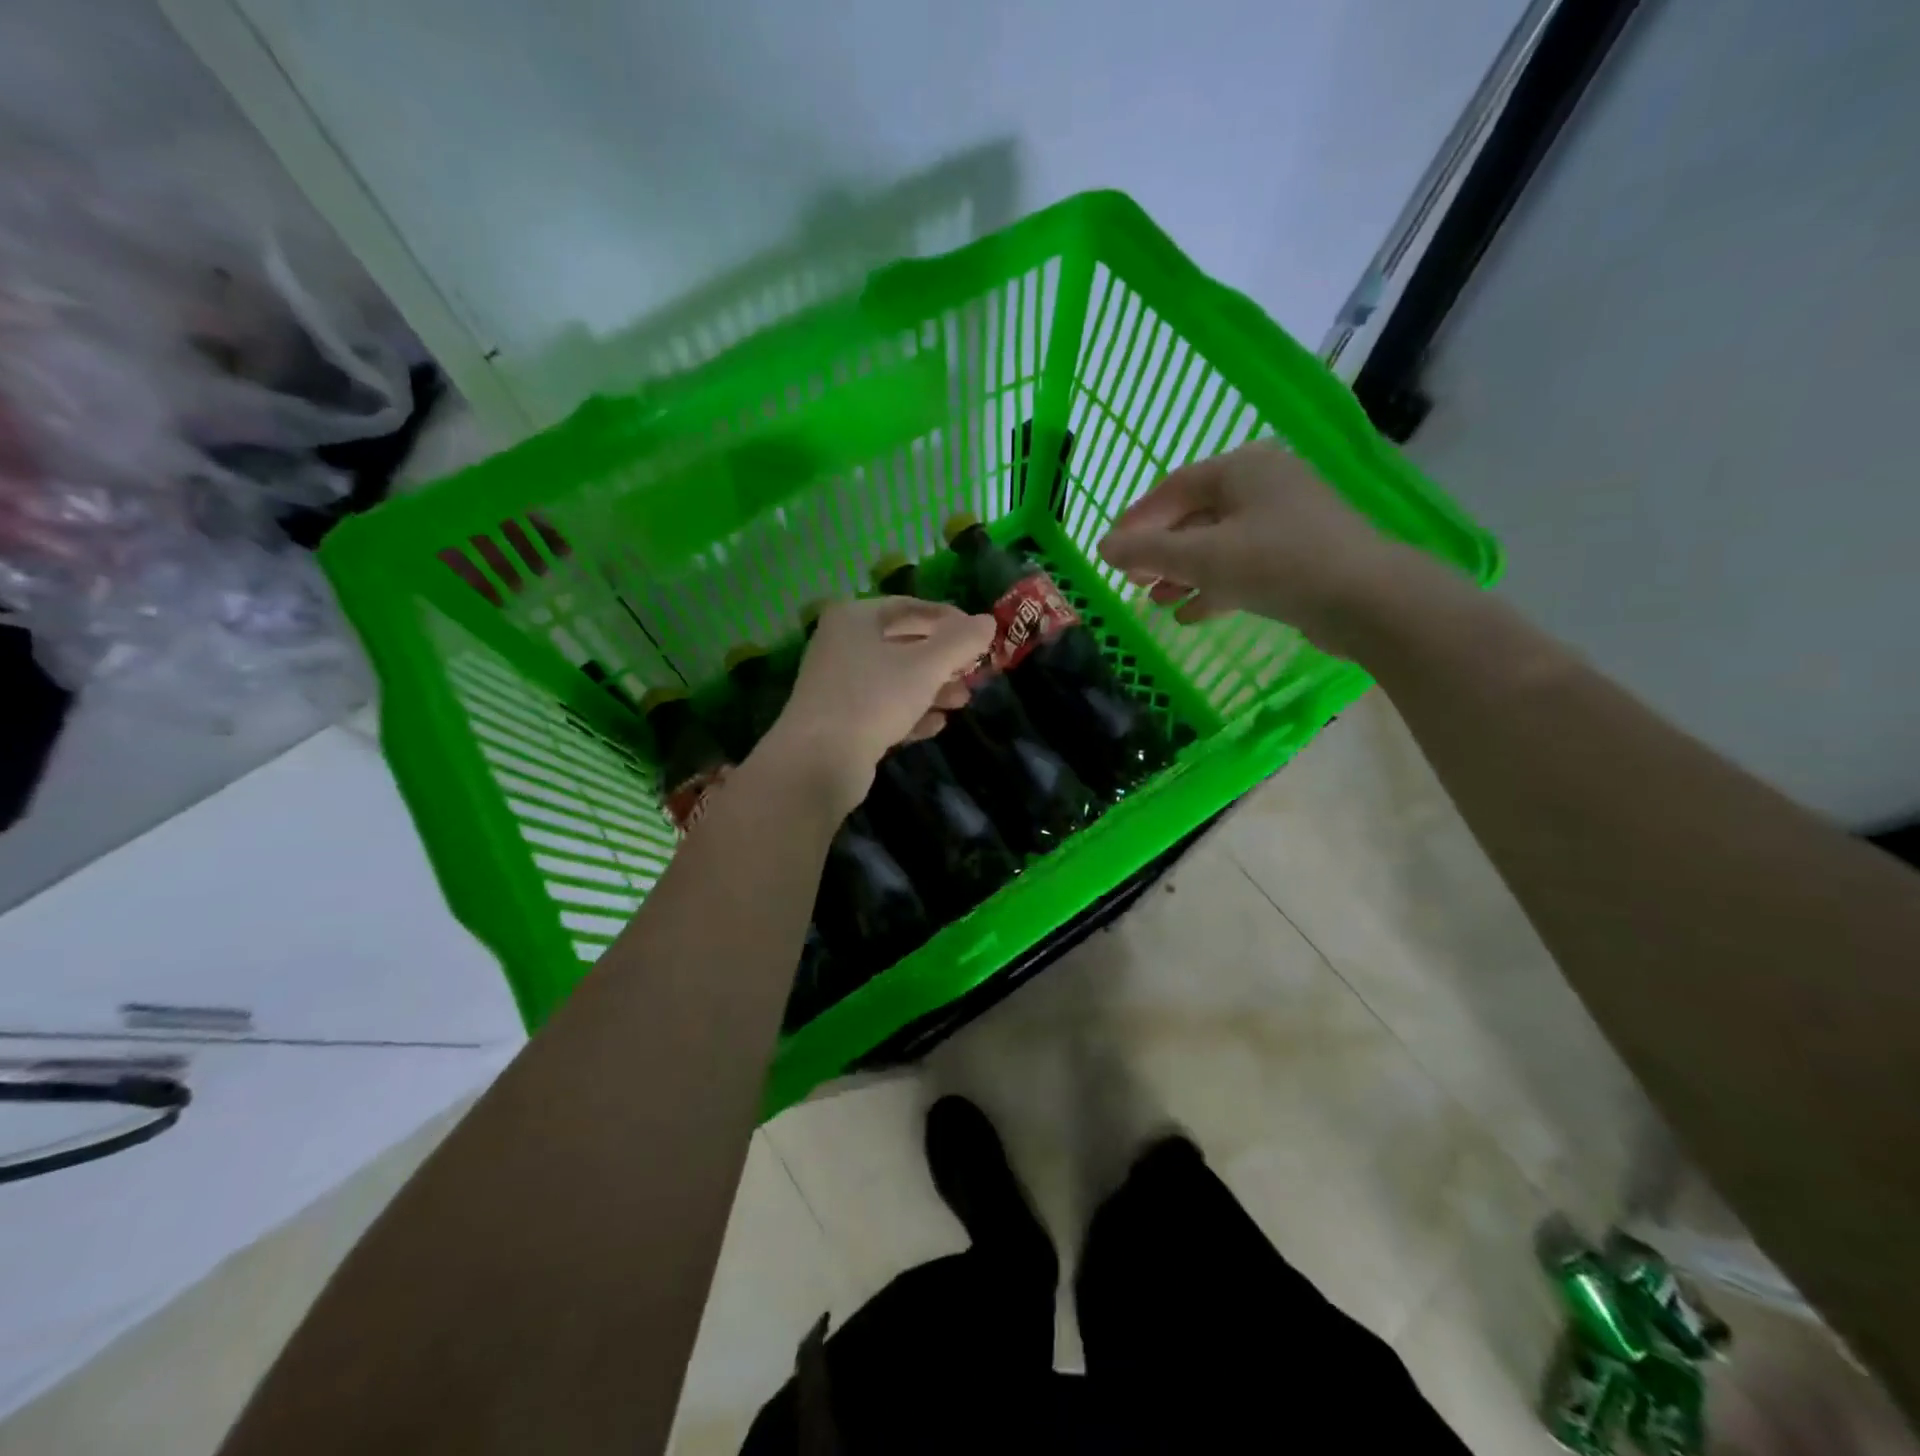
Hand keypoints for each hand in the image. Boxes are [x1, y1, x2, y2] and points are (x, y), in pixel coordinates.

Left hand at [759, 597, 994, 813]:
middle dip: (943, 660)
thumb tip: (988, 621)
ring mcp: (839, 684)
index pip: (910, 606)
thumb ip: (961, 641)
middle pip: (904, 644)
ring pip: (896, 679)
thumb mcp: (926, 666)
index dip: (950, 619)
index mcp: (855, 618)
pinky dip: (910, 713)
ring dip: (932, 689)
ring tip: (962, 702)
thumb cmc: (874, 698)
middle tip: (974, 673)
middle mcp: (842, 644)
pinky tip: (936, 725)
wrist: (818, 761)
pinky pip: (883, 708)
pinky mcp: (841, 720)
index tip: (980, 637)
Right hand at [1097, 441, 1441, 654]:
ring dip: (1184, 573)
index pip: (1174, 487)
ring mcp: (1286, 520)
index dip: (1137, 520)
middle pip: (1195, 516)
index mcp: (1242, 468)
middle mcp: (1265, 484)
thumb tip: (1103, 548)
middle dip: (1161, 552)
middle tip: (1133, 581)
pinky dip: (1215, 586)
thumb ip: (1148, 552)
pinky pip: (1244, 565)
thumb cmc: (1277, 564)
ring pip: (1219, 544)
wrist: (1366, 599)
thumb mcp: (1202, 557)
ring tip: (1157, 601)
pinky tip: (1190, 615)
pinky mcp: (1300, 555)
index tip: (1111, 550)